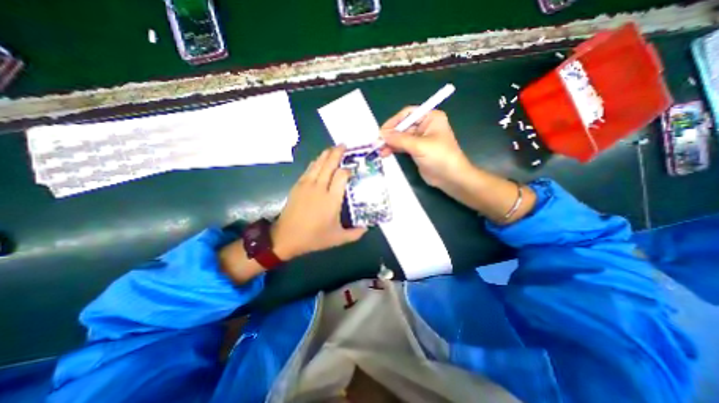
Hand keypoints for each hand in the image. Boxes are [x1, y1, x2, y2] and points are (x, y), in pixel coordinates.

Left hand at [273, 146, 366, 258]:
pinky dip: (316, 162)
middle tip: (344, 145)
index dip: (348, 169)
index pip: (342, 175)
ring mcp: (307, 185)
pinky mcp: (298, 186)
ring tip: (333, 148)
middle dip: (337, 153)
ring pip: (318, 164)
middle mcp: (320, 188)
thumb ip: (355, 234)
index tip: (353, 168)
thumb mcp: (338, 239)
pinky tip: (319, 160)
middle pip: (329, 164)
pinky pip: (309, 169)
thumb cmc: (314, 237)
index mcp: (331, 199)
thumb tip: (367, 228)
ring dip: (326, 154)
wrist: (286, 238)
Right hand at [379, 107, 476, 188]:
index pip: (408, 114)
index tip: (382, 132)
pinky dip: (394, 149)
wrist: (451, 178)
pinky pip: (402, 147)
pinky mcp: (417, 151)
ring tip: (380, 151)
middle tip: (378, 143)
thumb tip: (382, 134)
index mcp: (430, 118)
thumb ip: (400, 139)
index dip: (394, 122)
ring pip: (401, 138)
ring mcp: (420, 139)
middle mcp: (425, 126)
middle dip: (390, 135)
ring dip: (390, 143)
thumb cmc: (440, 157)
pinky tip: (385, 153)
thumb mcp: (419, 146)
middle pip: (403, 126)